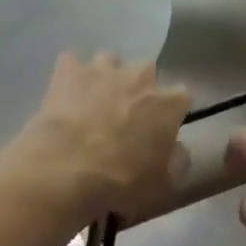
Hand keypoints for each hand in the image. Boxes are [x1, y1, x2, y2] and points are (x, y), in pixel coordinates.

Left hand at [13, 53, 190, 215]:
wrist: (68, 170)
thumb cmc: (122, 181)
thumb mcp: (163, 185)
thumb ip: (176, 161)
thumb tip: (177, 149)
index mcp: (168, 104)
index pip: (181, 98)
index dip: (170, 113)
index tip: (160, 130)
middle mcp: (139, 77)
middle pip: (145, 72)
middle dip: (138, 88)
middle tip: (125, 116)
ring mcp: (102, 70)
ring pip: (109, 60)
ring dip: (105, 77)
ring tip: (93, 102)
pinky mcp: (67, 71)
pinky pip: (71, 63)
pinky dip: (69, 76)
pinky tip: (64, 95)